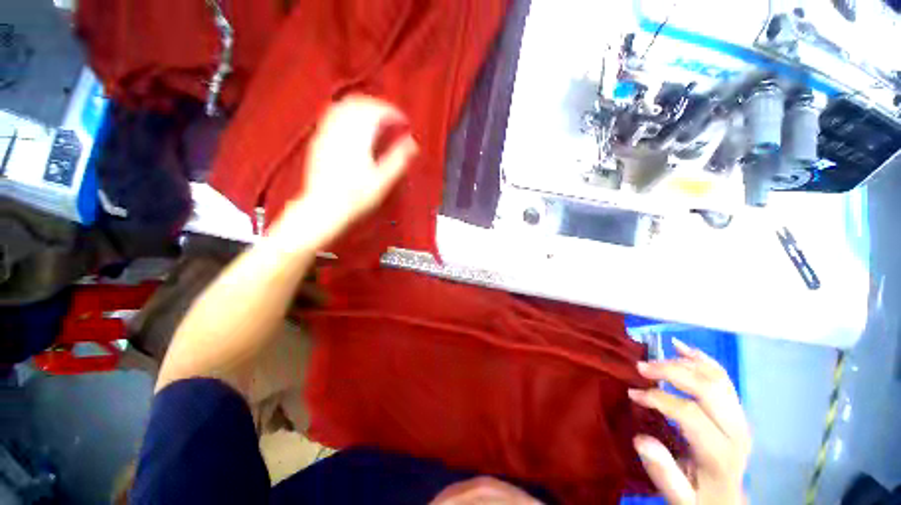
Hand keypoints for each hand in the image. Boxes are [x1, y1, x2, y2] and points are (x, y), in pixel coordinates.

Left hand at [289, 94, 418, 240]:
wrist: (324, 207)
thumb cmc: (355, 198)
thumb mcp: (383, 182)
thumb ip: (398, 159)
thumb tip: (412, 143)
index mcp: (358, 139)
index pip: (377, 111)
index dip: (393, 113)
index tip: (403, 121)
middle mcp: (340, 131)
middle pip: (360, 103)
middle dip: (379, 106)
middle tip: (392, 118)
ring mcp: (326, 134)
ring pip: (345, 106)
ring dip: (363, 107)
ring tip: (376, 119)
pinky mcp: (319, 141)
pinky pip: (332, 115)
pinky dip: (348, 113)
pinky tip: (355, 126)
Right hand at [629, 339, 750, 504]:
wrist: (726, 498)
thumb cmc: (698, 496)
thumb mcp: (679, 497)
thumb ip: (663, 473)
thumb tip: (640, 439)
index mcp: (720, 453)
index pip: (689, 413)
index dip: (658, 398)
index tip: (632, 394)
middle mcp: (735, 430)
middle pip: (707, 388)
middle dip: (671, 371)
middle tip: (641, 367)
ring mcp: (739, 417)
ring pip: (716, 377)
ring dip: (684, 362)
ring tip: (656, 357)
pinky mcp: (736, 409)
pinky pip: (722, 377)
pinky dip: (701, 358)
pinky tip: (682, 348)